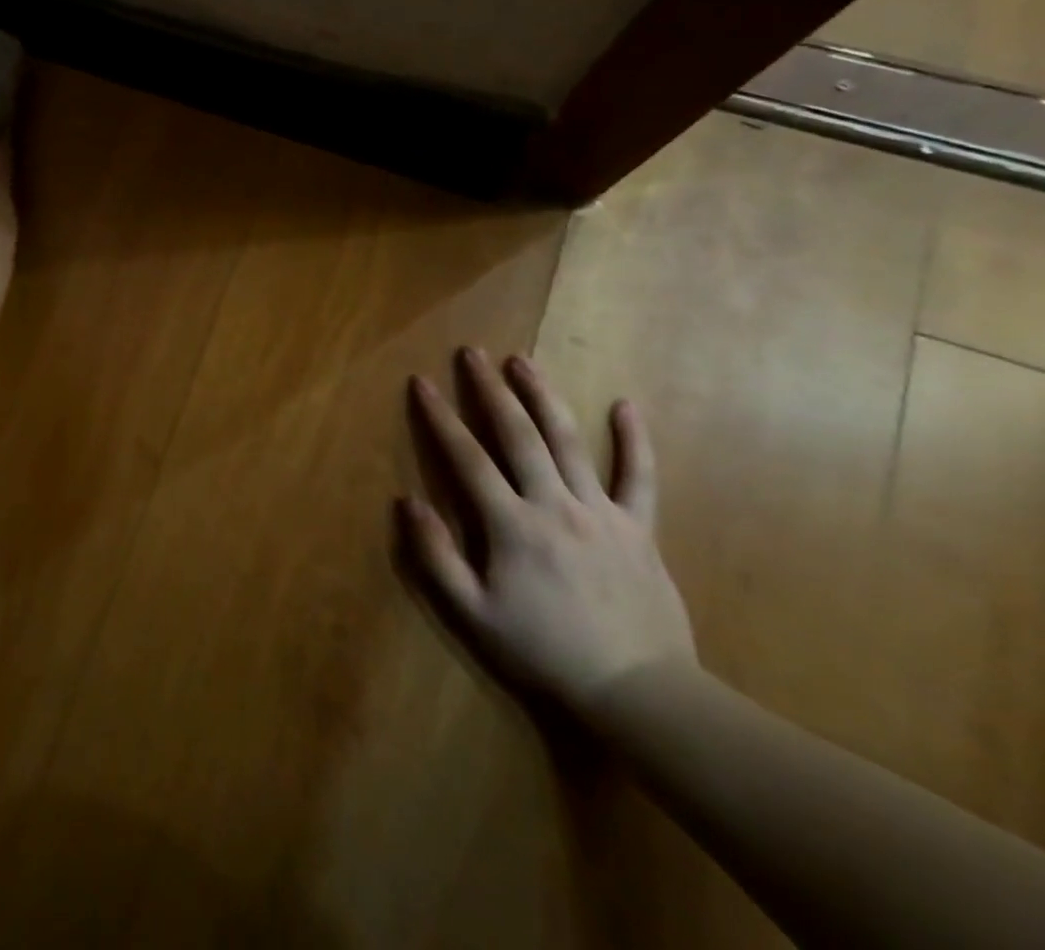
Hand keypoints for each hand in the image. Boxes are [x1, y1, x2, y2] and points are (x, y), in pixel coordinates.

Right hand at [398, 348, 695, 714]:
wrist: (639, 693)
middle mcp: (554, 505)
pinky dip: (634, 440)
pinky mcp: (639, 529)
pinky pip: (639, 478)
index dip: (440, 417)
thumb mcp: (473, 613)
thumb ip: (436, 556)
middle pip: (518, 435)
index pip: (467, 458)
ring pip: (568, 442)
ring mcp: (602, 513)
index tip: (422, 382)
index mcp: (512, 525)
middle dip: (491, 390)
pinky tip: (626, 406)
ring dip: (543, 397)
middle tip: (473, 353)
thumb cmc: (544, 652)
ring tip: (523, 361)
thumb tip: (406, 500)